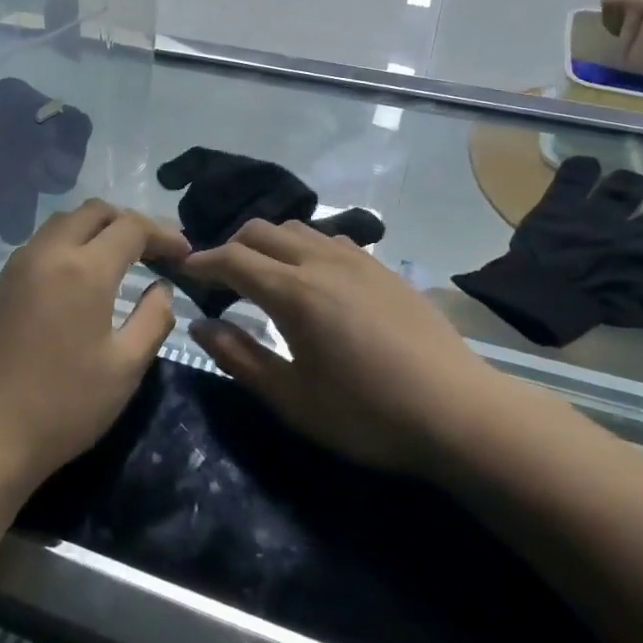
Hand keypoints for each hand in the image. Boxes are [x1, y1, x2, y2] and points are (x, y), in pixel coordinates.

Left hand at [0, 201, 187, 494]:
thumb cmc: (65, 405)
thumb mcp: (126, 367)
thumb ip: (154, 319)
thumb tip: (162, 290)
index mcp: (84, 269)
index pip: (131, 227)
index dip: (163, 234)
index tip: (184, 254)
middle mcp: (47, 254)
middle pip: (92, 211)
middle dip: (128, 221)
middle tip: (153, 249)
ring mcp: (17, 267)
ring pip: (62, 223)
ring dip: (95, 229)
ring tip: (119, 257)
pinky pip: (40, 245)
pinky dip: (68, 245)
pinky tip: (79, 277)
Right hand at [180, 221, 495, 477]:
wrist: (458, 413)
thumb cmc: (367, 414)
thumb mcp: (292, 399)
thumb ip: (239, 357)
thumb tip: (200, 325)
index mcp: (294, 291)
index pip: (233, 258)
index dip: (202, 261)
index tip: (183, 271)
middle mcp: (322, 261)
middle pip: (261, 231)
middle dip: (230, 247)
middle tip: (219, 279)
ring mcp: (358, 260)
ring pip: (297, 229)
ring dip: (268, 244)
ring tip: (262, 276)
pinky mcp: (384, 268)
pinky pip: (330, 239)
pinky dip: (303, 247)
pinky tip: (312, 279)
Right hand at [600, 0, 642, 58]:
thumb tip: (641, 43)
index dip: (642, 48)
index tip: (636, 63)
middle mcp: (639, 4)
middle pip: (630, 32)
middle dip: (626, 48)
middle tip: (622, 62)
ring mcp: (621, 3)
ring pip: (616, 28)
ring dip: (617, 32)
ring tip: (620, 29)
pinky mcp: (606, 1)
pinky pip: (607, 21)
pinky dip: (610, 23)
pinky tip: (615, 16)